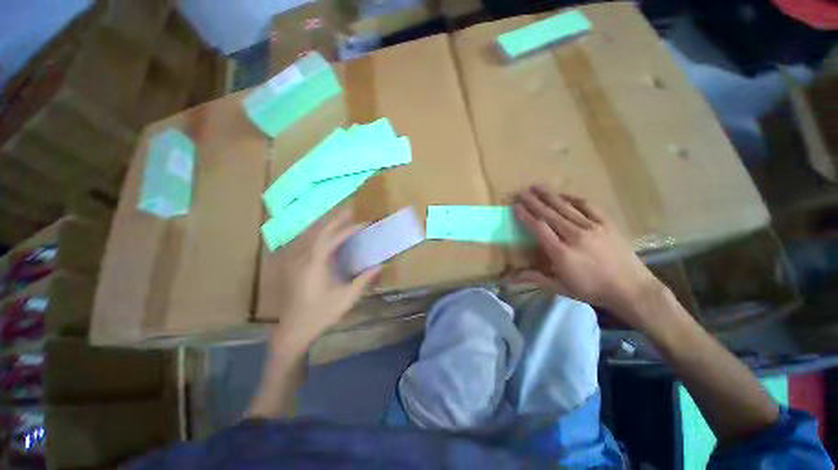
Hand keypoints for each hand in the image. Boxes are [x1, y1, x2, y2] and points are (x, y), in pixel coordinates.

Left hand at [269, 207, 379, 353]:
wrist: (294, 329)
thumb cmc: (320, 314)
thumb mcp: (346, 298)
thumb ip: (363, 280)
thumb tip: (380, 265)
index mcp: (315, 264)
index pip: (333, 238)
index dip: (349, 229)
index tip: (364, 223)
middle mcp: (304, 257)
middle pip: (321, 231)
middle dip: (337, 219)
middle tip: (352, 210)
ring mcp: (298, 261)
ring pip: (313, 235)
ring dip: (329, 225)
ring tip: (343, 219)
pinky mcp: (297, 265)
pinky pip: (310, 243)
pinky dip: (322, 235)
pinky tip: (329, 237)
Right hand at [513, 186, 661, 327]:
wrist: (631, 289)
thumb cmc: (592, 290)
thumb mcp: (560, 288)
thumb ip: (535, 278)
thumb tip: (511, 277)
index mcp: (561, 253)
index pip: (538, 229)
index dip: (525, 216)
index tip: (516, 207)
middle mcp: (574, 236)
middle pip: (549, 214)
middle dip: (533, 202)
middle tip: (521, 191)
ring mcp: (592, 227)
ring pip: (565, 207)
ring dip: (549, 195)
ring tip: (537, 186)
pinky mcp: (607, 224)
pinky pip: (587, 206)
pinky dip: (573, 198)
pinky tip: (564, 194)